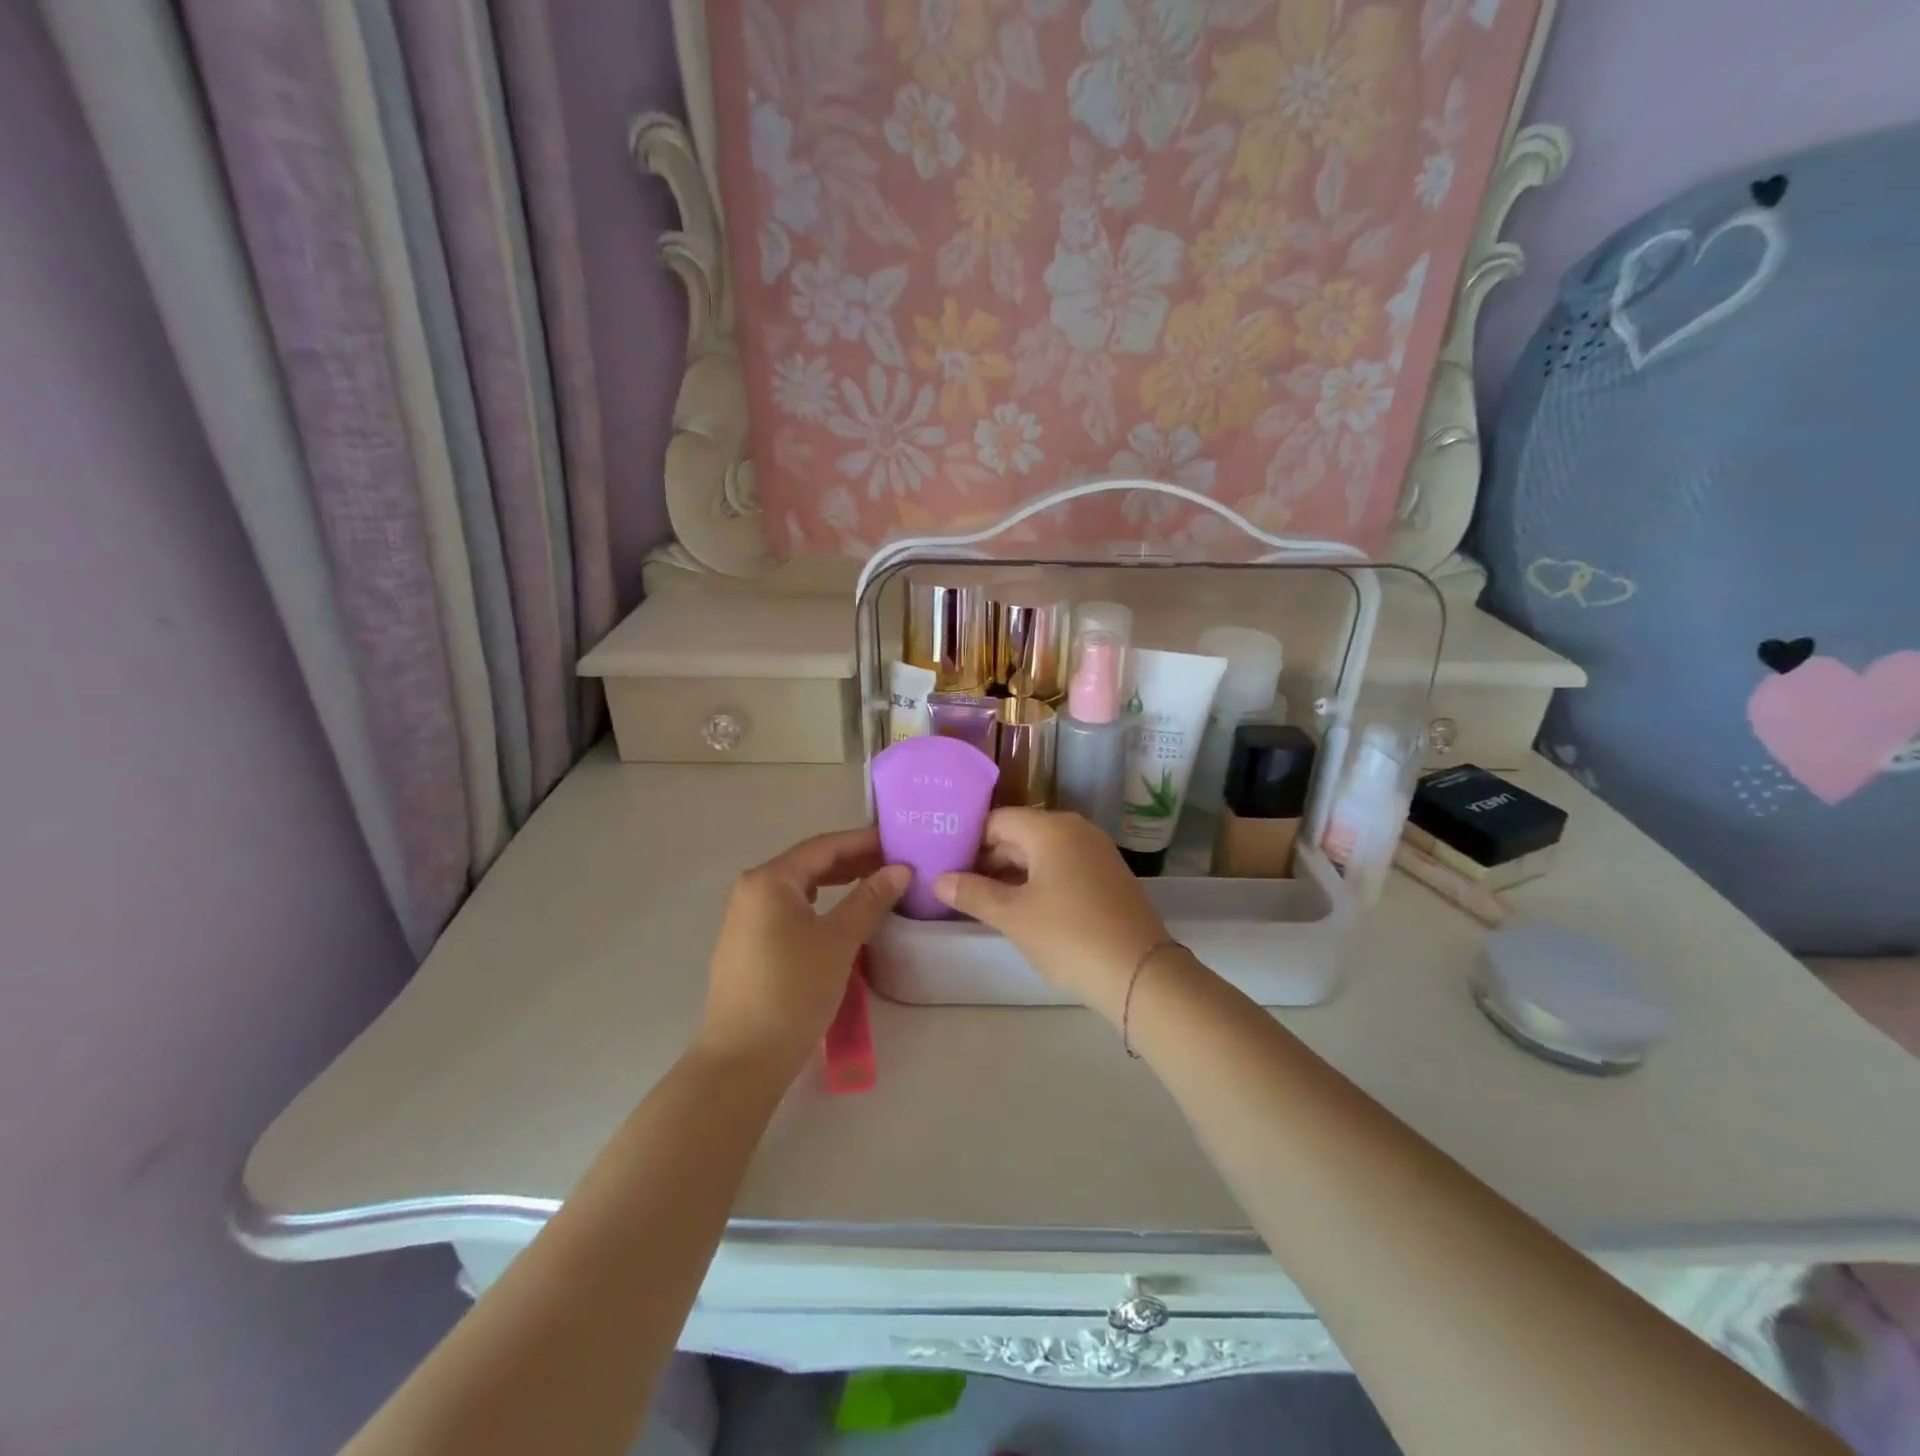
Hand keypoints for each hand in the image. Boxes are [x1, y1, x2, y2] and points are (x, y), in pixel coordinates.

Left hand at [700, 828, 907, 1079]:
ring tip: (876, 884)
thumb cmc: (793, 991)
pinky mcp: (748, 943)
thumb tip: (900, 868)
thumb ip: (870, 899)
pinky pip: (790, 909)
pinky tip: (842, 913)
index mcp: (769, 880)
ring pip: (800, 887)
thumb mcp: (839, 941)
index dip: (864, 842)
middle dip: (853, 861)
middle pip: (810, 863)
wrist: (744, 1058)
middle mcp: (752, 889)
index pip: (824, 846)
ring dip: (838, 882)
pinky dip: (820, 904)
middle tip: (895, 864)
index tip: (900, 841)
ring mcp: (746, 917)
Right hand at [933, 809, 1171, 1023]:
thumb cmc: (1069, 937)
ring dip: (1010, 871)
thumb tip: (938, 879)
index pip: (996, 820)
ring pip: (1040, 852)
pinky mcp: (1107, 876)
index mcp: (1051, 828)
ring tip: (978, 897)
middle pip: (1019, 833)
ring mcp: (1095, 852)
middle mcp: (1075, 830)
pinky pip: (1061, 866)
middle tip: (954, 882)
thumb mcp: (1013, 916)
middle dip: (986, 857)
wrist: (1140, 974)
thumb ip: (973, 893)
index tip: (942, 861)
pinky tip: (1018, 906)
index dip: (967, 839)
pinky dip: (1036, 880)